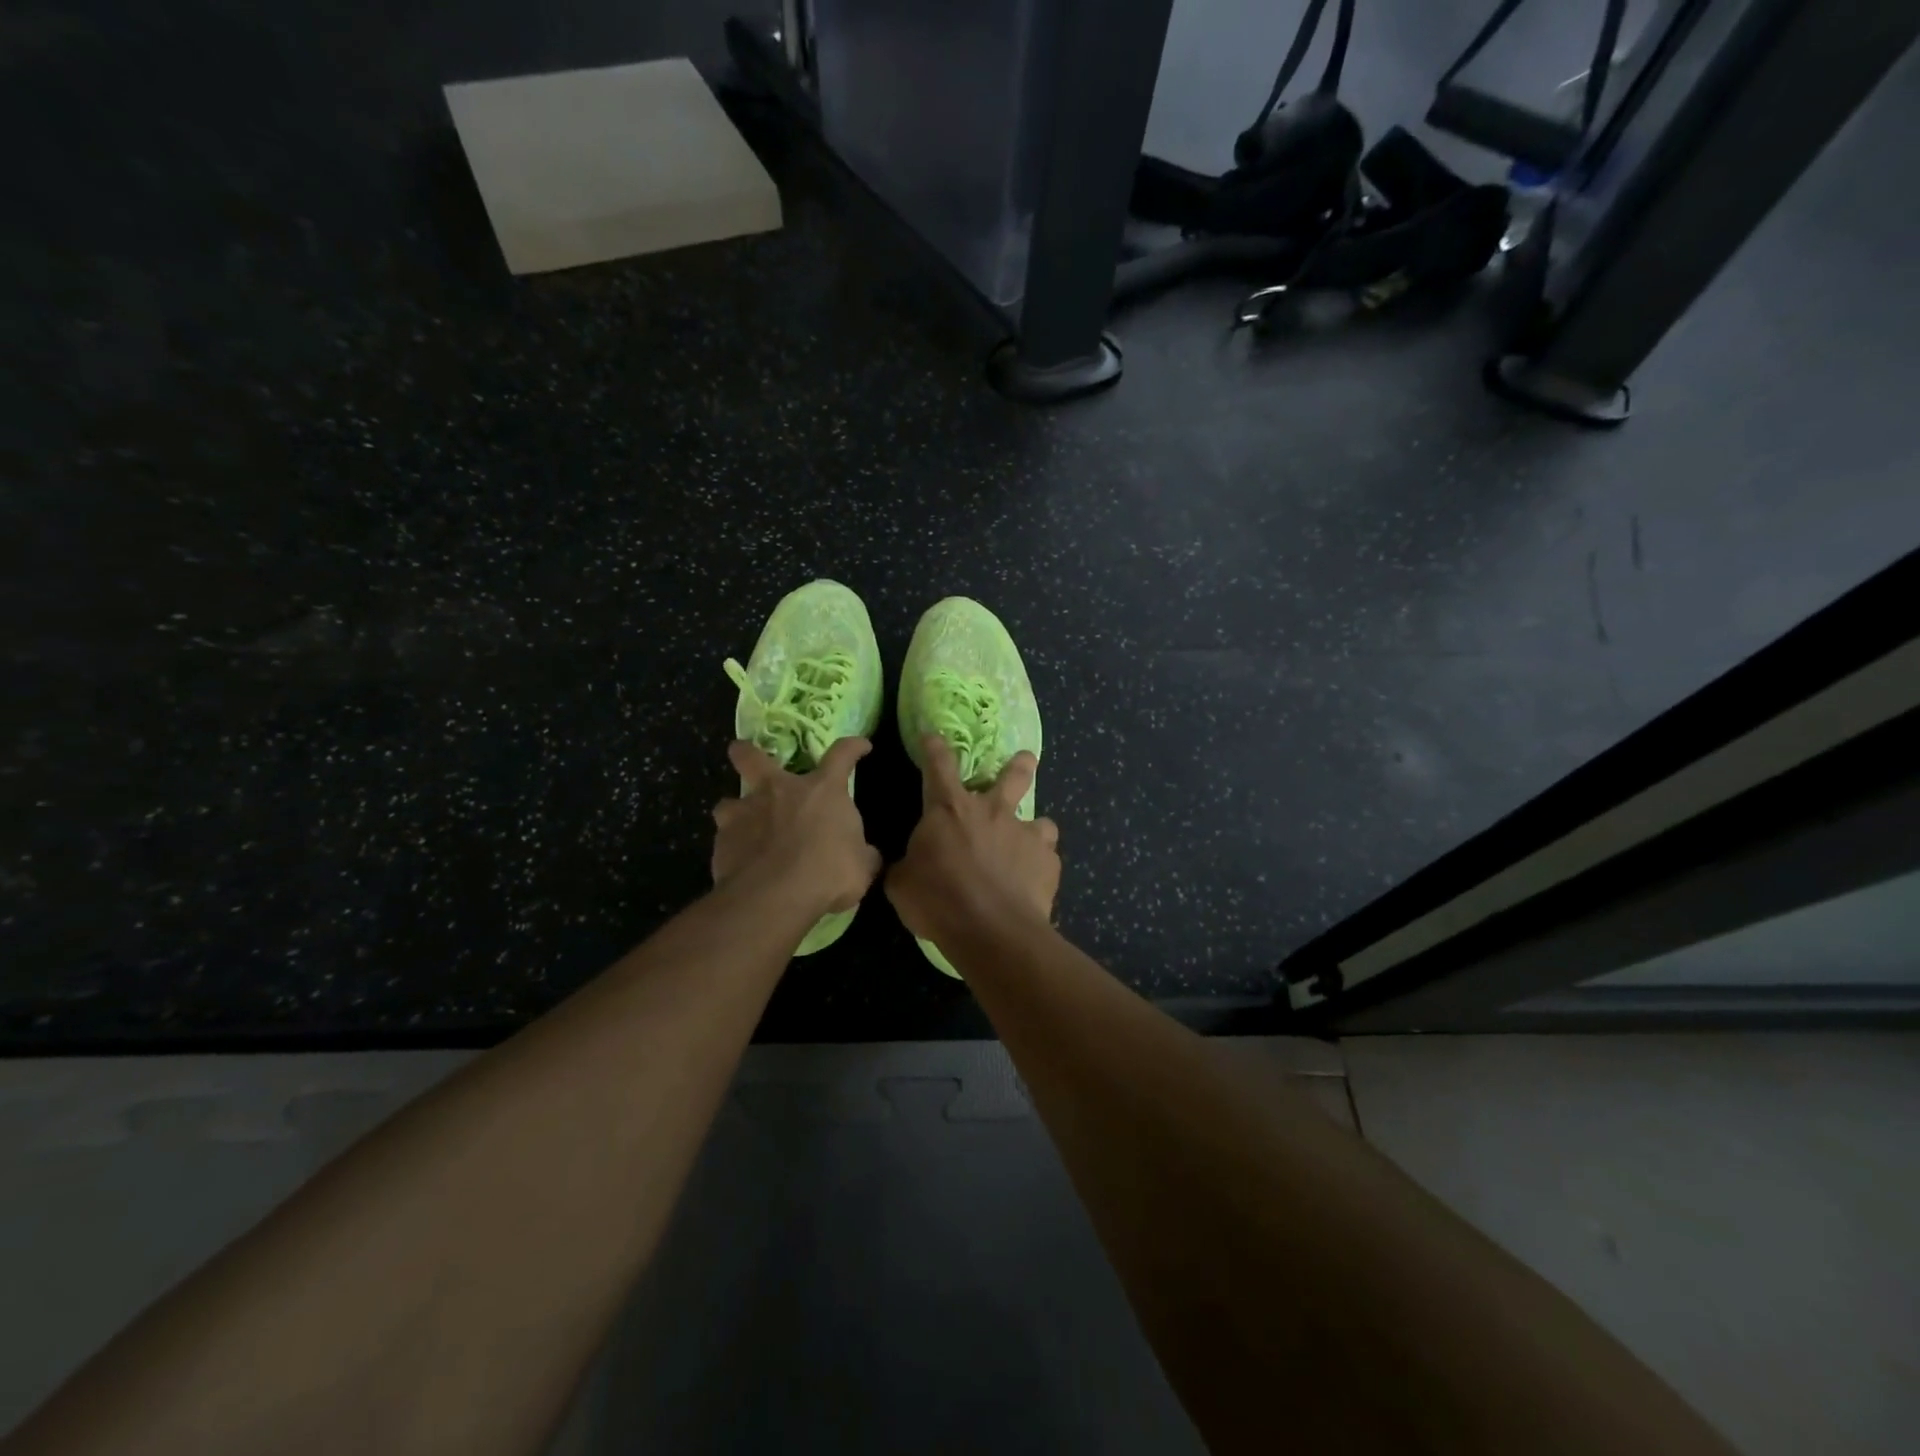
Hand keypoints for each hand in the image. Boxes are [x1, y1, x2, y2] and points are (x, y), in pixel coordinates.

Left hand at [711, 738, 881, 917]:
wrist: (775, 897)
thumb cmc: (828, 873)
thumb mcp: (861, 867)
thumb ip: (862, 855)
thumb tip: (867, 855)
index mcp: (822, 791)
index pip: (842, 755)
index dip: (853, 748)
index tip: (860, 746)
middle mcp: (779, 791)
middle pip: (754, 758)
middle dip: (747, 753)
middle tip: (742, 752)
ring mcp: (745, 814)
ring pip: (728, 802)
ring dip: (735, 812)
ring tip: (741, 827)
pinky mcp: (722, 842)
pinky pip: (725, 839)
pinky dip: (733, 849)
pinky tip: (740, 865)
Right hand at [886, 735, 1060, 947]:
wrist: (992, 930)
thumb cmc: (938, 900)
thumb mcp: (902, 884)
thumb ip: (907, 866)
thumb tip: (908, 865)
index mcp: (950, 809)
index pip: (939, 765)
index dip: (934, 746)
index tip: (933, 734)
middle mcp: (992, 812)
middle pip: (1012, 775)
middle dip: (1019, 764)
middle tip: (1026, 758)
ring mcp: (1025, 834)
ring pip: (1041, 819)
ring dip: (1035, 827)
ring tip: (1032, 841)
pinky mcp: (1048, 862)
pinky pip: (1047, 858)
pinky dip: (1039, 866)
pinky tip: (1032, 883)